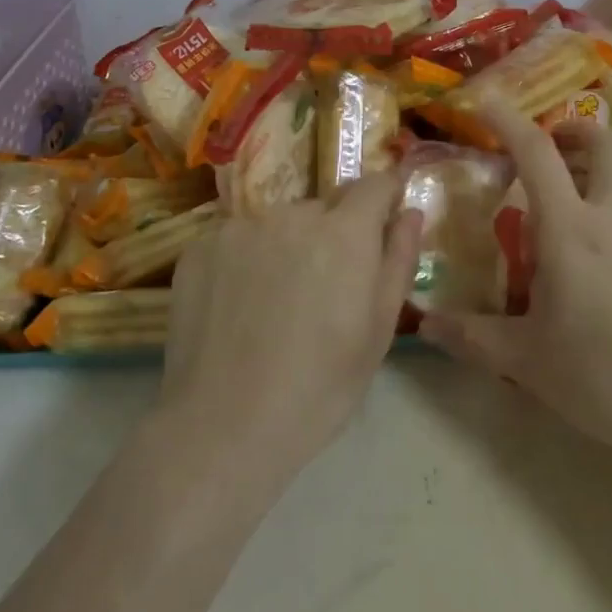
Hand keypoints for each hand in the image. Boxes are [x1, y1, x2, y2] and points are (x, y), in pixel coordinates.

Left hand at [161, 173, 421, 478]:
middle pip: (324, 207)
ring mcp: (241, 226)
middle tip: (324, 289)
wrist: (222, 427)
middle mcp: (293, 214)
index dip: (384, 198)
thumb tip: (410, 212)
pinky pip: (238, 238)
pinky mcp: (201, 246)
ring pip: (279, 223)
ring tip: (275, 303)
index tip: (383, 221)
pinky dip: (245, 260)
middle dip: (333, 233)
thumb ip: (399, 260)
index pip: (374, 184)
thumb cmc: (318, 388)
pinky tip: (238, 307)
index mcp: (345, 232)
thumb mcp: (378, 331)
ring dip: (287, 246)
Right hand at [417, 99, 611, 466]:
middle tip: (546, 144)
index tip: (485, 101)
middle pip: (606, 144)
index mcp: (572, 230)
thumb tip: (425, 325)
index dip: (508, 120)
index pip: (537, 153)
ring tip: (556, 210)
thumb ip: (471, 337)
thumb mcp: (526, 361)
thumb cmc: (605, 376)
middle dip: (574, 129)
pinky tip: (590, 267)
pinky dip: (605, 215)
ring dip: (590, 173)